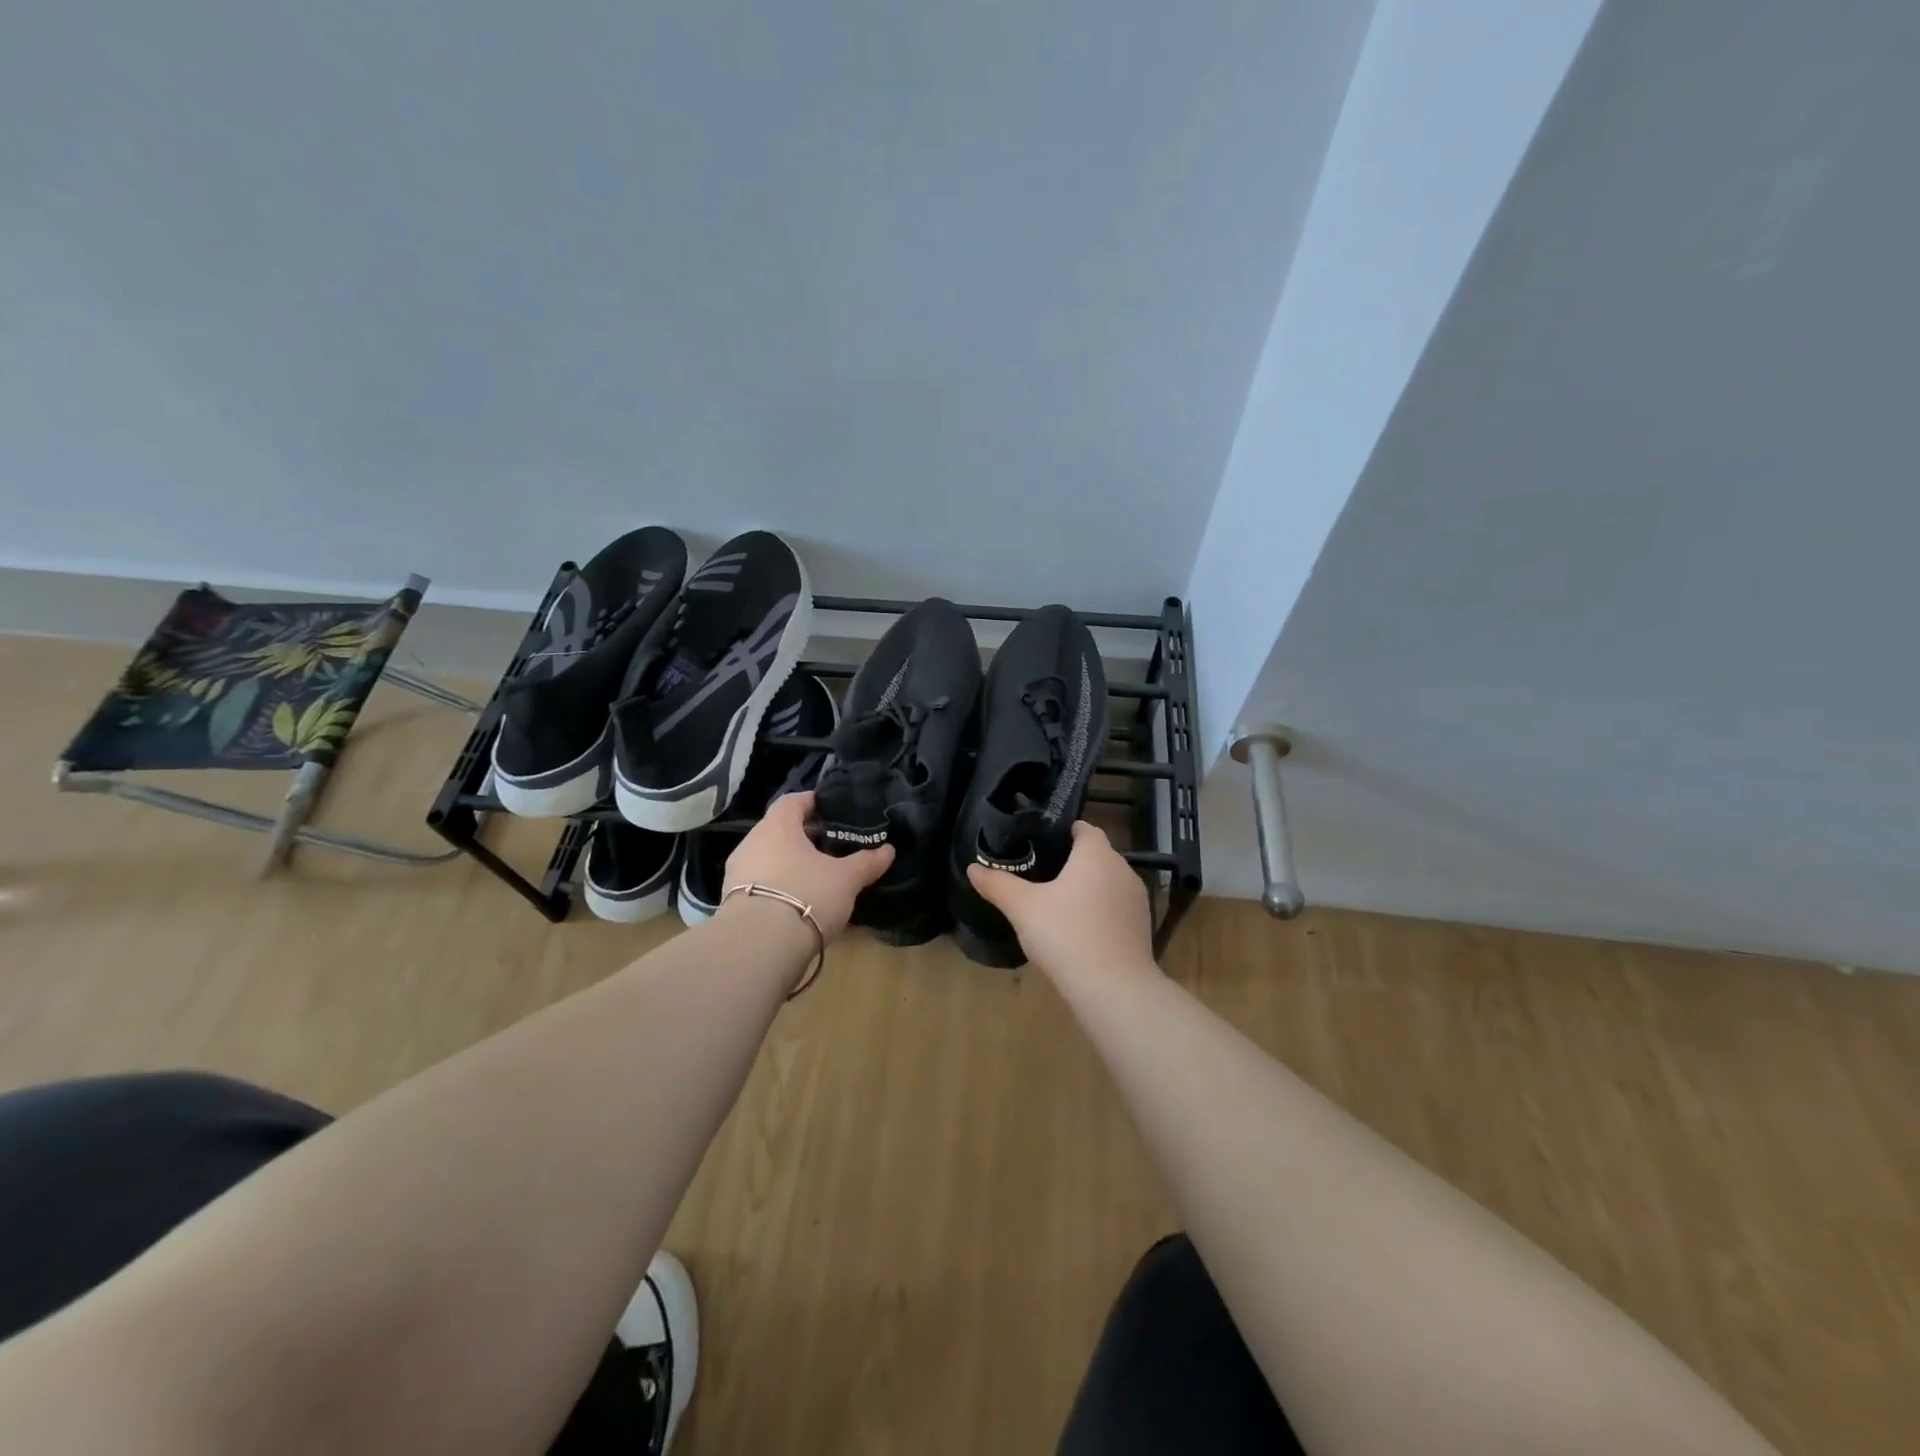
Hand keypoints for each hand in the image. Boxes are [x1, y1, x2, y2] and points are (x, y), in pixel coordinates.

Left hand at [721, 790, 893, 939]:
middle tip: (831, 847)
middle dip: (804, 837)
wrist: (759, 946)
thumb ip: (866, 862)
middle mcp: (751, 842)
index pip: (793, 801)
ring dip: (790, 864)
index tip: (833, 810)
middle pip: (780, 830)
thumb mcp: (845, 879)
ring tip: (817, 877)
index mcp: (777, 826)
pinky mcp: (731, 902)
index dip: (813, 802)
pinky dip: (779, 887)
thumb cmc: (806, 895)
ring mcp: (737, 873)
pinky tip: (798, 902)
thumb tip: (888, 850)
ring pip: (768, 858)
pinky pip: (760, 884)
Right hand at [966, 821, 1153, 978]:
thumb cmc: (1066, 934)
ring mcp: (1137, 899)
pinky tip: (1079, 932)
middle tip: (1039, 876)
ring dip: (1087, 889)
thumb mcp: (1023, 908)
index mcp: (1096, 854)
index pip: (1084, 828)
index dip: (1063, 832)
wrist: (1113, 988)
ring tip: (1057, 905)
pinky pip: (1116, 909)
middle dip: (1072, 862)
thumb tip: (973, 868)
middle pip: (1096, 856)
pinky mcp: (1142, 927)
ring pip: (1107, 883)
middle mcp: (1122, 869)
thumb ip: (998, 884)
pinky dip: (1100, 913)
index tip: (1039, 844)